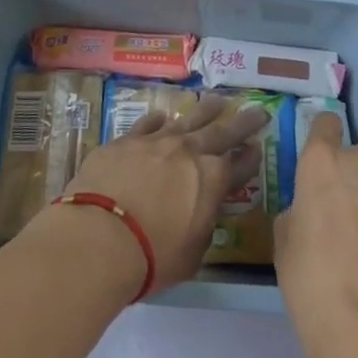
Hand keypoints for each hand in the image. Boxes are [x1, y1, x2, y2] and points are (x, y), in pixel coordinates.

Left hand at [63, 94, 268, 295]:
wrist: (98, 237)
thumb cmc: (151, 256)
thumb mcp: (192, 254)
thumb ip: (202, 227)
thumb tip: (201, 214)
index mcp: (212, 180)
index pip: (240, 165)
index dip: (251, 158)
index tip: (258, 148)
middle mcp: (189, 152)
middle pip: (222, 131)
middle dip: (243, 122)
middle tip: (257, 110)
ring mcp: (156, 141)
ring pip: (187, 119)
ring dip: (205, 111)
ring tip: (217, 101)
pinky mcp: (125, 140)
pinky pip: (147, 124)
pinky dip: (158, 120)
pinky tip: (162, 117)